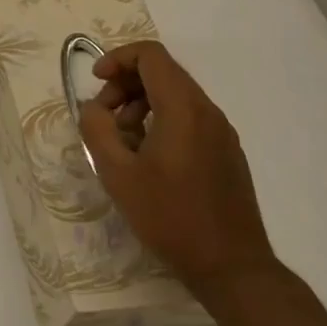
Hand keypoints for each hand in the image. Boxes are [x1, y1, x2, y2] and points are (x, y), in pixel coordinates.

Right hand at [78, 40, 276, 297]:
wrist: (233, 269)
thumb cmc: (171, 217)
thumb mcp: (117, 173)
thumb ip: (97, 129)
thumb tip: (93, 108)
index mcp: (183, 109)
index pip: (150, 56)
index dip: (117, 59)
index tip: (97, 83)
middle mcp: (208, 112)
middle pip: (163, 72)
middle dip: (125, 84)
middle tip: (104, 117)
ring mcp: (222, 133)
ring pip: (176, 96)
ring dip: (141, 104)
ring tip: (122, 141)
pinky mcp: (227, 153)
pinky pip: (190, 118)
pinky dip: (161, 121)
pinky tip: (147, 159)